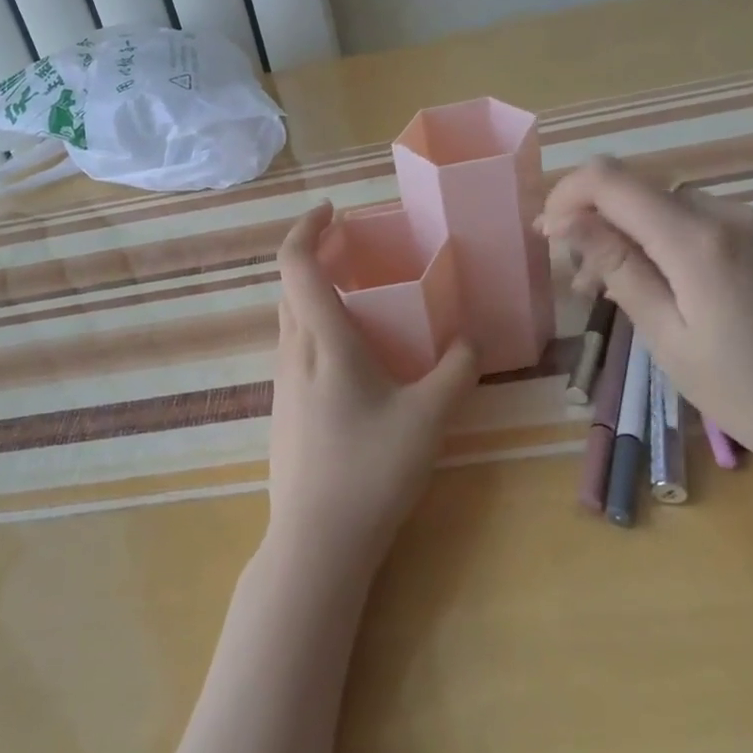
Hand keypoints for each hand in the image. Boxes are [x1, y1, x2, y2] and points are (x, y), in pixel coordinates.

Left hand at [266, 204, 478, 575]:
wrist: (315, 541)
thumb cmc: (370, 470)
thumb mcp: (428, 418)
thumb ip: (455, 371)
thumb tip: (471, 339)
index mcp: (321, 340)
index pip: (295, 263)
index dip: (307, 227)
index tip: (333, 210)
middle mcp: (292, 351)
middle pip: (291, 284)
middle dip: (317, 255)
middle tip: (357, 249)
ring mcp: (281, 381)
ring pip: (291, 317)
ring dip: (317, 292)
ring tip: (362, 296)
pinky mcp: (282, 407)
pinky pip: (296, 346)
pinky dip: (317, 326)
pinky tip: (355, 355)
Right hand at [539, 158, 752, 468]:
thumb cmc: (746, 391)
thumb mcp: (665, 334)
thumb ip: (616, 266)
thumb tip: (564, 220)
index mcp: (697, 239)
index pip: (610, 181)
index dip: (566, 196)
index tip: (547, 236)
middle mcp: (727, 214)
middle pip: (635, 191)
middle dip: (593, 223)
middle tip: (579, 284)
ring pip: (663, 206)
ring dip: (627, 235)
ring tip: (613, 292)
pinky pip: (696, 222)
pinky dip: (662, 242)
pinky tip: (660, 286)